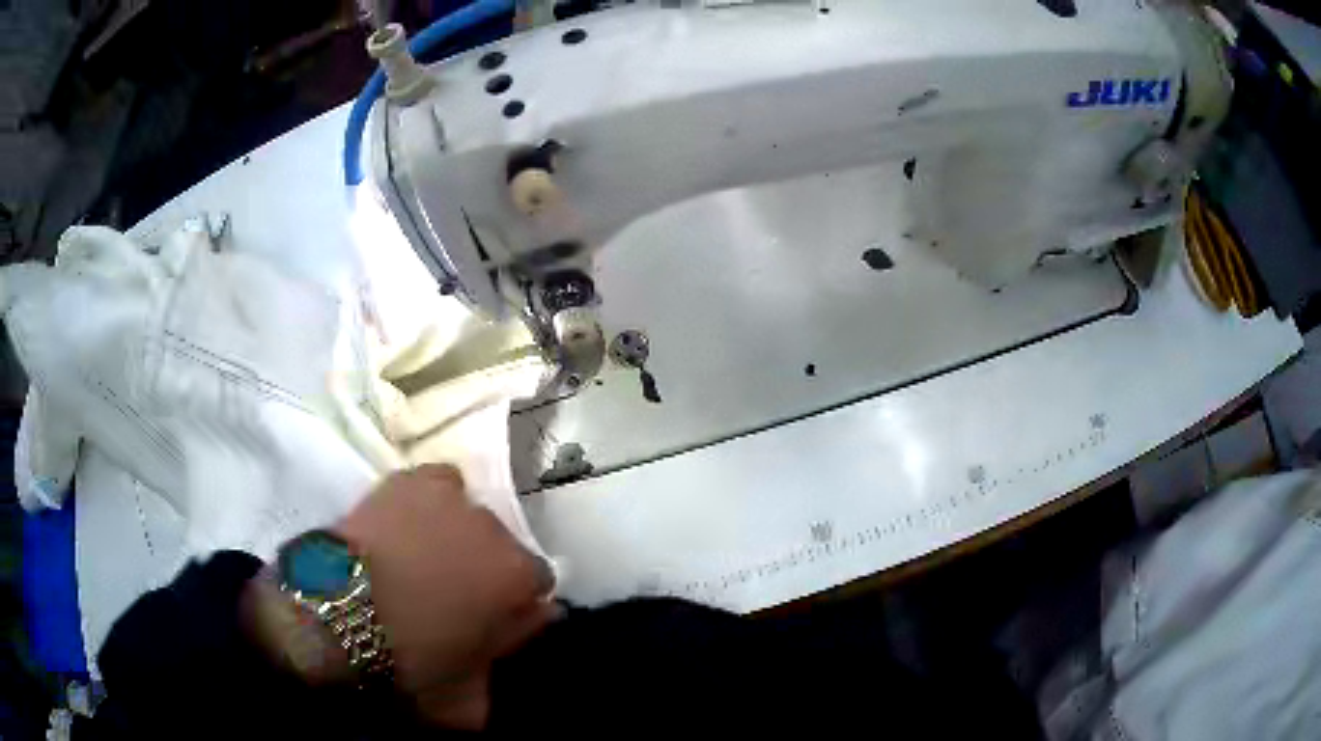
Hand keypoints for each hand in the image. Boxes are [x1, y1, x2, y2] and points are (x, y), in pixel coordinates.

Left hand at [336, 464, 558, 728]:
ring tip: (425, 556)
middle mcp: (495, 528)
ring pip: (469, 513)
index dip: (514, 603)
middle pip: (502, 544)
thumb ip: (513, 651)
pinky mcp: (410, 480)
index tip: (491, 620)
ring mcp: (452, 498)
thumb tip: (543, 619)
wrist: (337, 615)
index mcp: (519, 577)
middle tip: (451, 593)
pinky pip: (437, 482)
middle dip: (485, 567)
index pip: (539, 583)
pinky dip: (430, 500)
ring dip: (458, 533)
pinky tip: (410, 521)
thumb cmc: (410, 660)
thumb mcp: (471, 690)